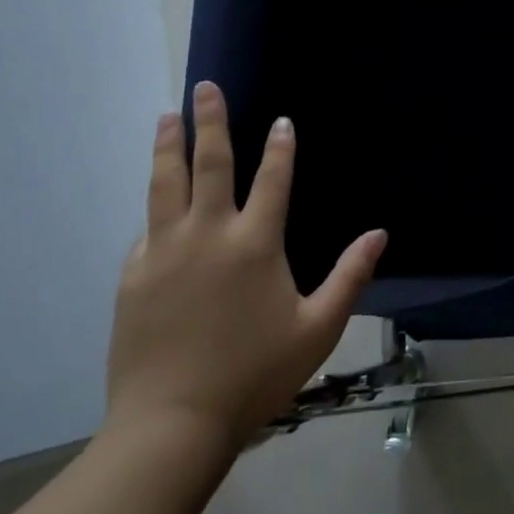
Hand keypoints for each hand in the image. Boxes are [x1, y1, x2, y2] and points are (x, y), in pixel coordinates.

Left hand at [104, 81, 386, 454]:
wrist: (170, 425)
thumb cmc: (254, 375)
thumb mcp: (317, 328)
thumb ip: (350, 276)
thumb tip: (379, 233)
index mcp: (255, 244)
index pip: (273, 179)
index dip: (280, 146)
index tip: (281, 120)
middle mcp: (208, 235)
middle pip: (208, 164)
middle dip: (209, 121)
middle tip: (204, 88)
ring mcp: (164, 252)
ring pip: (165, 185)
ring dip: (168, 147)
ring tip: (165, 117)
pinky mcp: (134, 277)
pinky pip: (146, 230)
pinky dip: (155, 209)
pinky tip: (155, 204)